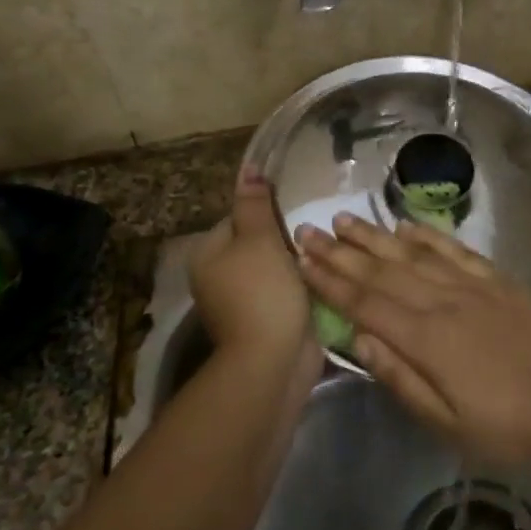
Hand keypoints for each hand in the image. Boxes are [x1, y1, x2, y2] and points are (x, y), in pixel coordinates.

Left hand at [189, 167, 313, 363]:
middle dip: (285, 239)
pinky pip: (284, 292)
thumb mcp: (259, 239)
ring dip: (297, 263)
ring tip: (324, 253)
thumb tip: (248, 168)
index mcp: (207, 255)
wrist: (273, 362)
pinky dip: (301, 286)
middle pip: (256, 243)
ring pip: (274, 268)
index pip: (237, 218)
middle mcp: (218, 278)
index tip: (294, 213)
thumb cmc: (263, 292)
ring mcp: (241, 303)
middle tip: (313, 233)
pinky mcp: (265, 322)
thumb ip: (254, 204)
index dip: (266, 213)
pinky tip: (322, 279)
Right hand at [295, 215, 530, 465]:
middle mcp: (443, 301)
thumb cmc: (507, 427)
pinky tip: (407, 225)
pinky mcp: (497, 282)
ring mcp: (471, 286)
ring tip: (346, 220)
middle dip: (341, 252)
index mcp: (426, 338)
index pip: (365, 303)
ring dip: (376, 236)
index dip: (330, 282)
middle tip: (308, 230)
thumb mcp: (448, 424)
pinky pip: (454, 250)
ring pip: (413, 254)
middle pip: (382, 271)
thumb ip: (401, 379)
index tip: (300, 260)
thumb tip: (359, 339)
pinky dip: (428, 235)